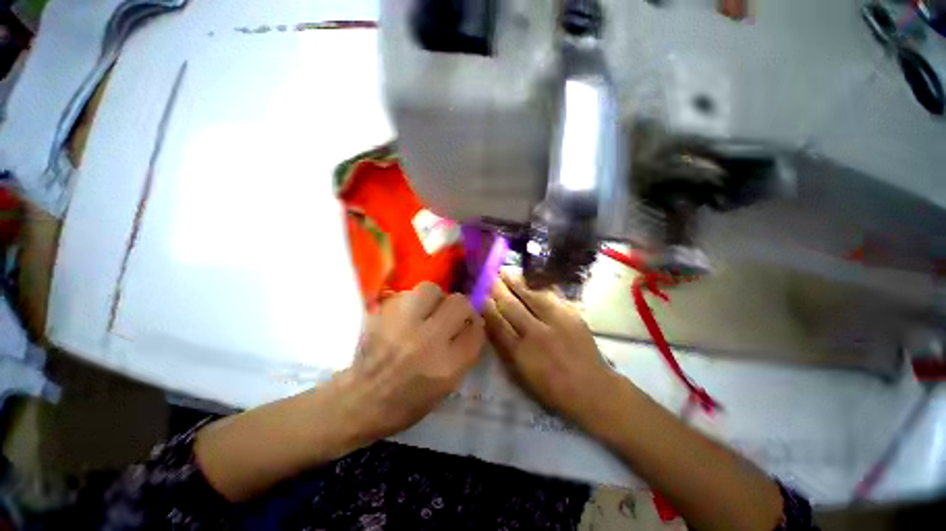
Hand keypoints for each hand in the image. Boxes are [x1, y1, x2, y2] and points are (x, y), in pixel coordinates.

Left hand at [338, 282, 484, 441]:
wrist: (358, 402)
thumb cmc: (406, 403)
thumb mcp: (445, 388)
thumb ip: (464, 355)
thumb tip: (473, 326)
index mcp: (447, 366)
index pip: (476, 330)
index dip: (475, 325)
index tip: (470, 326)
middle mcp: (427, 341)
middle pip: (459, 303)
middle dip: (461, 307)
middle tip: (452, 315)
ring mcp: (402, 325)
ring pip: (431, 289)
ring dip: (435, 298)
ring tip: (428, 310)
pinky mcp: (381, 316)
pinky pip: (405, 294)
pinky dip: (411, 301)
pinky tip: (407, 314)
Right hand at [483, 271, 616, 423]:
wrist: (592, 389)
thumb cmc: (552, 388)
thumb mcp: (522, 375)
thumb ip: (505, 349)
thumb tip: (491, 324)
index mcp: (520, 353)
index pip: (498, 324)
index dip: (487, 307)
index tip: (479, 294)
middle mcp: (536, 334)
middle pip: (512, 306)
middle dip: (498, 290)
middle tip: (489, 275)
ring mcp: (556, 322)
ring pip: (531, 296)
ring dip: (516, 282)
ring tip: (505, 271)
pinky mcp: (571, 315)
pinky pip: (552, 295)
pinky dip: (539, 285)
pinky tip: (531, 276)